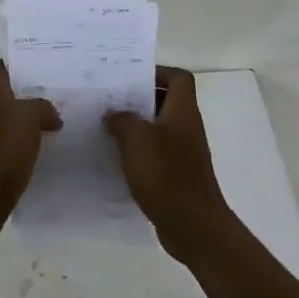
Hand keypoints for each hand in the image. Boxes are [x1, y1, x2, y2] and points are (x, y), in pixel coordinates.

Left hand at [0, 60, 61, 231]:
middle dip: (32, 91)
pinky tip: (50, 148)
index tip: (43, 63)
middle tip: (62, 91)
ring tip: (62, 118)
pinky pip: (15, 143)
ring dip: (33, 118)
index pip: (0, 68)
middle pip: (9, 94)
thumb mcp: (26, 119)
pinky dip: (31, 141)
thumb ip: (41, 107)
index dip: (17, 62)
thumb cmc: (1, 153)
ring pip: (13, 119)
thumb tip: (51, 116)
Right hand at [104, 67, 232, 258]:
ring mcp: (184, 153)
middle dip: (138, 99)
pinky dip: (138, 152)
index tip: (130, 78)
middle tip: (109, 100)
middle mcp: (187, 128)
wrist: (192, 225)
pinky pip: (156, 153)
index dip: (157, 72)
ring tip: (105, 127)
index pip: (179, 78)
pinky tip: (115, 159)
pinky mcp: (176, 175)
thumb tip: (114, 113)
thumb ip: (122, 120)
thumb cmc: (166, 174)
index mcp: (183, 112)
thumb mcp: (137, 140)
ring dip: (135, 127)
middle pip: (166, 102)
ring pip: (158, 128)